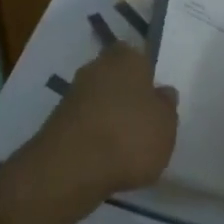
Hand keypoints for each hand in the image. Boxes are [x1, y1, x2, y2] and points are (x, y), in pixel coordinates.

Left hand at [20, 43, 177, 218]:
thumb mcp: (166, 125)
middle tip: (143, 121)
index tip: (153, 95)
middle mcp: (96, 67)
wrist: (71, 168)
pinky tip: (105, 157)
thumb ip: (166, 106)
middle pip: (115, 76)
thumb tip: (162, 92)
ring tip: (126, 146)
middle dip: (126, 94)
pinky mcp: (57, 121)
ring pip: (99, 99)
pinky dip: (94, 135)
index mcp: (126, 58)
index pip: (137, 56)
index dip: (145, 74)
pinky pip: (85, 122)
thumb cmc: (130, 137)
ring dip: (109, 116)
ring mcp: (73, 94)